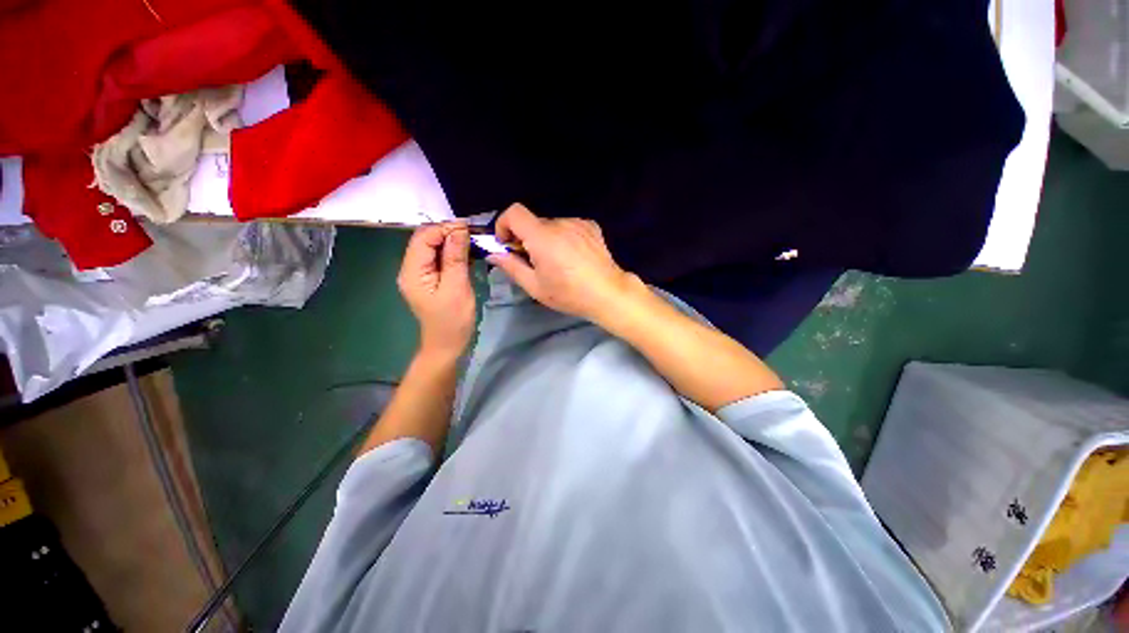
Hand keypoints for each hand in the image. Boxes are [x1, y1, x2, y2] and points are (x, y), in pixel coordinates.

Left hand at [397, 223, 475, 360]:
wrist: (447, 345)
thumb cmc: (453, 320)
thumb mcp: (457, 287)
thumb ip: (456, 257)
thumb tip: (459, 229)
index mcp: (412, 271)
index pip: (423, 237)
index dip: (444, 228)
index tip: (469, 228)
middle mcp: (411, 269)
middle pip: (426, 240)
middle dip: (449, 233)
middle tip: (474, 235)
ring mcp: (419, 274)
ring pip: (433, 248)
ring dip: (452, 243)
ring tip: (473, 243)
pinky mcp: (429, 279)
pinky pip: (438, 259)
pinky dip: (452, 253)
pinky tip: (467, 255)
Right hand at [487, 204, 635, 321]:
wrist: (607, 293)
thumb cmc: (569, 293)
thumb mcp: (535, 286)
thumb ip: (511, 267)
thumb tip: (494, 254)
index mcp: (542, 237)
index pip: (514, 212)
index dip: (504, 224)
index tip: (507, 244)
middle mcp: (559, 223)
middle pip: (533, 222)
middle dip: (527, 238)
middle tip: (534, 261)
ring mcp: (577, 222)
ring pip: (551, 225)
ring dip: (547, 239)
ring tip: (558, 262)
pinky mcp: (591, 226)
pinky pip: (568, 226)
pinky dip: (564, 237)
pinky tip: (573, 256)